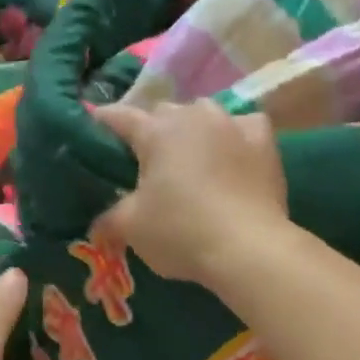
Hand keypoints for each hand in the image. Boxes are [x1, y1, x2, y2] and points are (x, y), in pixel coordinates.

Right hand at [94, 101, 289, 284]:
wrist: (249, 247)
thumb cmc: (182, 231)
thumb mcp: (132, 228)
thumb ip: (109, 217)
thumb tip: (98, 223)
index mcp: (155, 131)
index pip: (120, 116)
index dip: (104, 121)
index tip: (95, 126)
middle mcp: (192, 115)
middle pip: (164, 113)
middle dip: (153, 130)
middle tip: (149, 159)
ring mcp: (231, 123)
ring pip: (204, 114)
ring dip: (194, 129)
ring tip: (193, 155)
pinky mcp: (264, 139)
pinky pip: (243, 126)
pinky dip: (235, 136)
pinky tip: (235, 152)